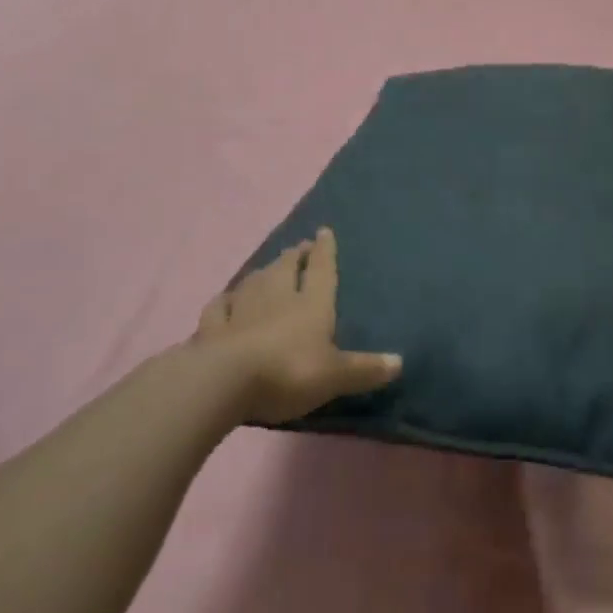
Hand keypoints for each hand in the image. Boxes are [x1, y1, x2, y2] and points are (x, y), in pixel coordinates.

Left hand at [196, 229, 401, 424]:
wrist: (224, 381)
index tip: (323, 231)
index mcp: (311, 303)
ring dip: (262, 272)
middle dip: (293, 256)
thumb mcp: (335, 375)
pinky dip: (224, 301)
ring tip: (267, 269)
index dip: (324, 250)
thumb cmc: (290, 372)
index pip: (320, 269)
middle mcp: (277, 296)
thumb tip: (400, 362)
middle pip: (285, 268)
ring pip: (253, 281)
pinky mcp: (212, 327)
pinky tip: (225, 300)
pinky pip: (219, 307)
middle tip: (297, 248)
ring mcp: (241, 309)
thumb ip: (365, 369)